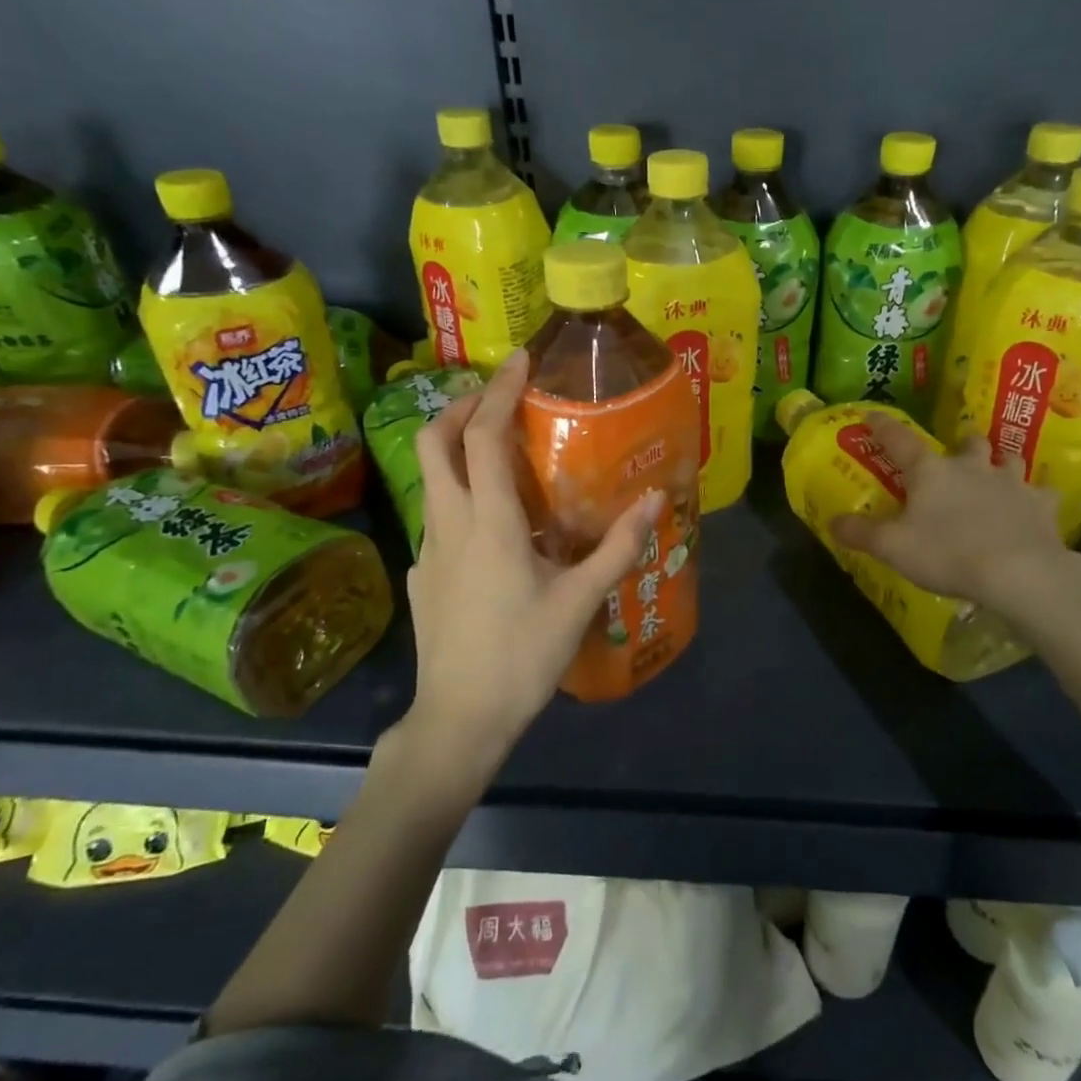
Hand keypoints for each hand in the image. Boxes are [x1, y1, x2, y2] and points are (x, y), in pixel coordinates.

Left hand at [405, 350, 662, 767]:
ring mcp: (428, 550)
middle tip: (497, 398)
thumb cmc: (522, 656)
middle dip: (460, 406)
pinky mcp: (423, 576)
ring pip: (431, 478)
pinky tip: (493, 528)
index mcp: (488, 522)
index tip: (519, 360)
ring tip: (501, 455)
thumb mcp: (579, 601)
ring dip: (458, 449)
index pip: (483, 436)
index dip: (498, 390)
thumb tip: (657, 501)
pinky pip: (438, 517)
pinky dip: (460, 496)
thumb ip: (619, 547)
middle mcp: (448, 524)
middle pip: (434, 442)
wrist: (459, 720)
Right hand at [831, 416, 1080, 634]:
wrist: (1019, 572)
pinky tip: (1032, 508)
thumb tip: (832, 522)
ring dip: (1000, 463)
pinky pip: (1041, 494)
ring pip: (1009, 460)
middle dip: (962, 444)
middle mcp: (972, 467)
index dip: (883, 426)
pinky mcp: (1042, 506)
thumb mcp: (892, 548)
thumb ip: (860, 533)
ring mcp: (1012, 483)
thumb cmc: (947, 553)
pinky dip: (1035, 498)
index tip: (873, 414)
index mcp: (931, 471)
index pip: (900, 439)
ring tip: (995, 475)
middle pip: (969, 442)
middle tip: (956, 455)